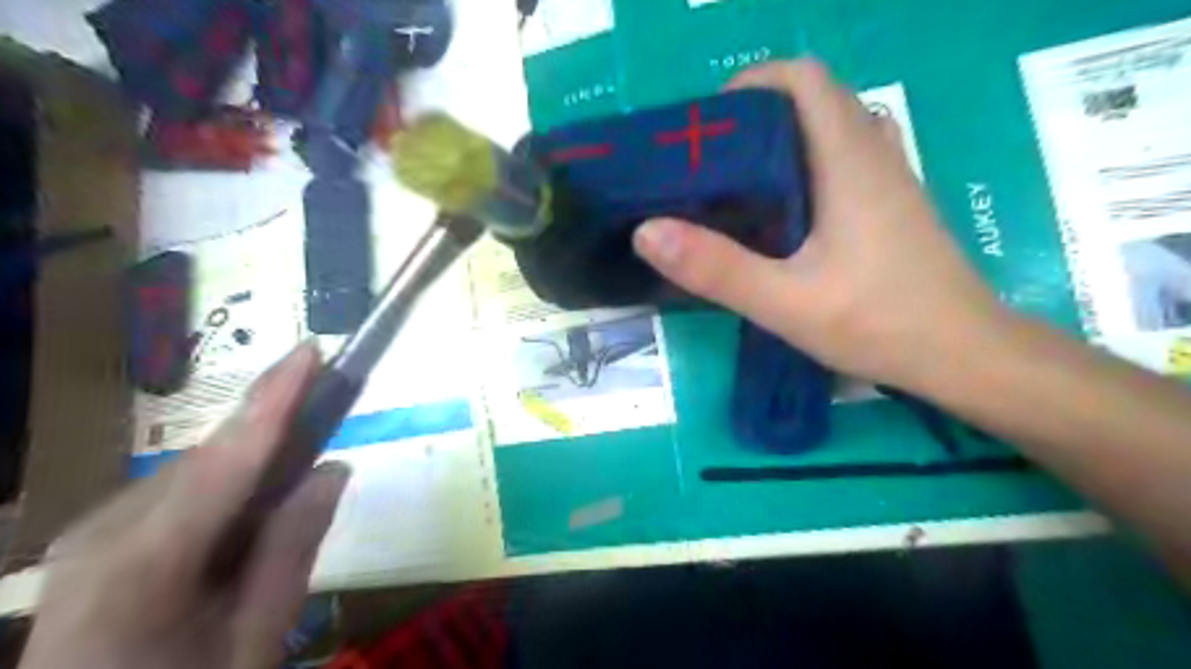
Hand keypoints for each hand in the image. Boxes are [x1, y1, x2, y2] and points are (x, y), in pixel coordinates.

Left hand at [22, 344, 349, 667]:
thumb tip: (334, 468)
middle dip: (274, 431)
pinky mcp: (95, 537)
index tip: (312, 348)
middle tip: (331, 414)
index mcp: (146, 563)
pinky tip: (248, 515)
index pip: (229, 458)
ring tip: (296, 485)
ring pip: (198, 471)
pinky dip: (227, 487)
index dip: (275, 397)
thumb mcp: (255, 636)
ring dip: (254, 464)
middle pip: (213, 458)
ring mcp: (91, 532)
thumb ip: (293, 546)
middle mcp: (107, 530)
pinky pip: (180, 490)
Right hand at [633, 60, 1003, 391]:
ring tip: (738, 186)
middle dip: (757, 117)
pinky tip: (782, 216)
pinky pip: (843, 161)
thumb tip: (647, 230)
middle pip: (814, 100)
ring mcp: (889, 180)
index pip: (804, 79)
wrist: (964, 356)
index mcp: (849, 160)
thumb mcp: (786, 302)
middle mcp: (874, 154)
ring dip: (782, 143)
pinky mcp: (891, 207)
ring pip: (830, 131)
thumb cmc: (879, 323)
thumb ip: (717, 267)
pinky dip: (805, 168)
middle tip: (711, 163)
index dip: (753, 85)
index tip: (710, 126)